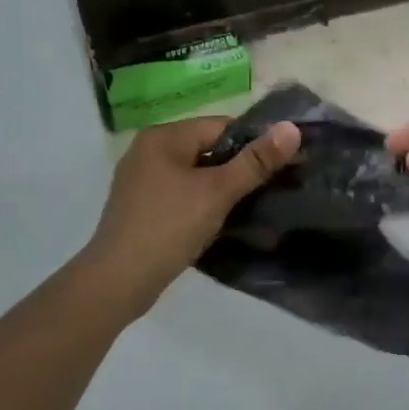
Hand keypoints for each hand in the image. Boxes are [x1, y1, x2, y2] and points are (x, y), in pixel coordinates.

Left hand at [83, 116, 300, 314]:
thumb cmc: (168, 228)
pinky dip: (201, 202)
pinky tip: (218, 222)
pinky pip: (181, 194)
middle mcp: (148, 150)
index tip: (280, 165)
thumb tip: (292, 128)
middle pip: (207, 149)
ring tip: (250, 207)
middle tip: (270, 189)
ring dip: (221, 188)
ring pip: (195, 174)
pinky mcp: (140, 206)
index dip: (253, 143)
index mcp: (163, 136)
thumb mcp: (217, 193)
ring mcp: (141, 180)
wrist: (117, 282)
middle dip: (238, 168)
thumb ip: (255, 161)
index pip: (220, 126)